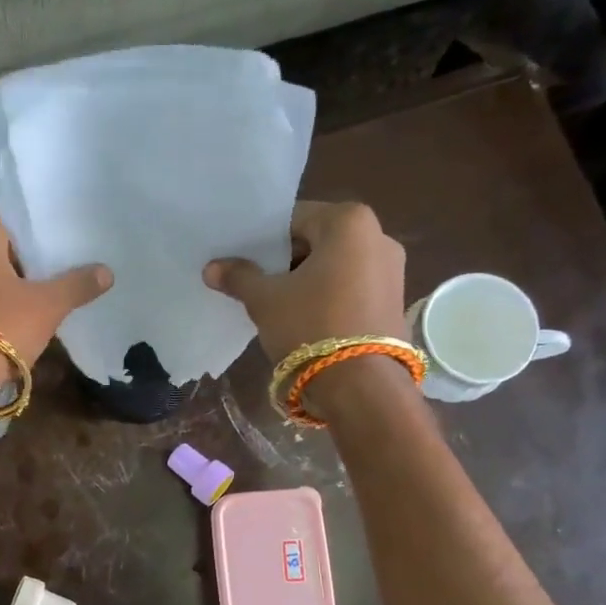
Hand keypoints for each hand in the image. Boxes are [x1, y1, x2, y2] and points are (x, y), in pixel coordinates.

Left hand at [0, 205, 112, 370]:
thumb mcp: (47, 304)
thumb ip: (77, 284)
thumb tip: (106, 272)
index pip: (15, 207)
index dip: (45, 212)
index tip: (75, 215)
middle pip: (10, 239)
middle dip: (43, 245)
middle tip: (82, 243)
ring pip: (4, 267)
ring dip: (32, 273)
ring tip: (72, 271)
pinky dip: (18, 294)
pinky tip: (46, 300)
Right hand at [203, 201, 406, 361]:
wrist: (361, 386)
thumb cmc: (311, 326)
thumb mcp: (265, 299)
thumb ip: (239, 277)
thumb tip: (211, 268)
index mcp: (349, 222)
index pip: (292, 218)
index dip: (262, 240)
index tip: (241, 259)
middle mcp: (379, 236)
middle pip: (316, 241)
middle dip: (285, 260)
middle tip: (255, 282)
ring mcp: (392, 270)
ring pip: (334, 266)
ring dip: (306, 280)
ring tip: (276, 303)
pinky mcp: (394, 301)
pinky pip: (351, 287)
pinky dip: (327, 296)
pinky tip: (304, 319)